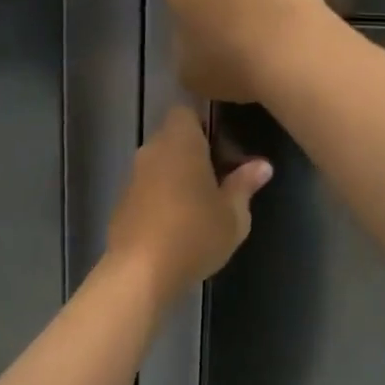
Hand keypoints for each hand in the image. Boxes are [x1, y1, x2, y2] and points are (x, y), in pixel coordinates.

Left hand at [106, 106, 271, 305]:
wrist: (140, 272)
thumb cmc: (194, 234)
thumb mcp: (233, 214)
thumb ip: (245, 185)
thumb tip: (262, 165)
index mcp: (180, 142)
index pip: (187, 111)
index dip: (205, 124)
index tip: (224, 146)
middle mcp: (152, 150)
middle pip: (174, 137)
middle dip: (195, 151)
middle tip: (222, 177)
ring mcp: (133, 176)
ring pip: (160, 162)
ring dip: (179, 174)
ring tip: (203, 202)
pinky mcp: (122, 202)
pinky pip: (148, 186)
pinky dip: (163, 195)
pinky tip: (179, 222)